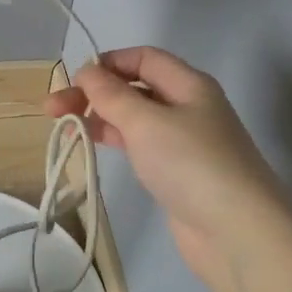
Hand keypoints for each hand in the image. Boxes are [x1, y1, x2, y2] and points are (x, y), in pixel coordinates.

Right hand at [46, 46, 291, 289]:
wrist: (238, 233)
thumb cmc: (191, 164)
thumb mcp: (146, 121)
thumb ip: (112, 94)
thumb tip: (87, 72)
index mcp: (189, 84)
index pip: (144, 58)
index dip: (108, 63)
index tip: (74, 80)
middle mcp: (189, 107)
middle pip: (136, 87)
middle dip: (95, 93)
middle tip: (53, 110)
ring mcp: (185, 142)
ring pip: (136, 118)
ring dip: (101, 118)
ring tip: (66, 129)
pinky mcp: (178, 173)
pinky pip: (142, 145)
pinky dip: (116, 141)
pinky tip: (94, 147)